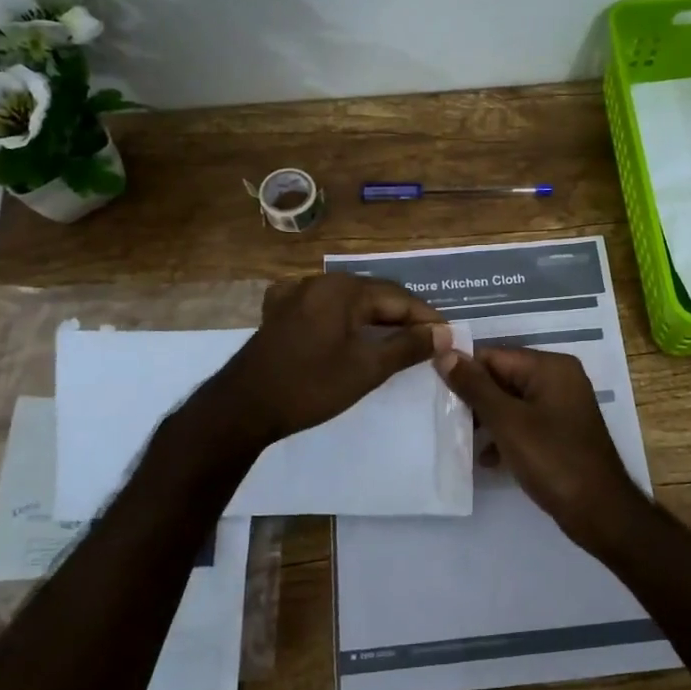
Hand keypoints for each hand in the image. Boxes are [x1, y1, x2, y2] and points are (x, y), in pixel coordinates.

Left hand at [208, 274, 449, 444]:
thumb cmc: (310, 386)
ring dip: (375, 317)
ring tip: (398, 337)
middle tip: (429, 340)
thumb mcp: (366, 368)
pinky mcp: (279, 313)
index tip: (448, 338)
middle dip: (403, 316)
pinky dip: (343, 318)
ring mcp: (294, 295)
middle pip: (374, 294)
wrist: (242, 408)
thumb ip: (407, 347)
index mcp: (343, 289)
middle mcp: (319, 282)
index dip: (427, 318)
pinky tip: (347, 328)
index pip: (399, 298)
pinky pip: (323, 307)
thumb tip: (443, 334)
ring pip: (348, 301)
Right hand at [433, 346, 646, 548]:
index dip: (464, 372)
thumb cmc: (552, 460)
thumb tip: (445, 353)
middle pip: (503, 377)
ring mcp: (562, 406)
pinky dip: (505, 436)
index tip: (435, 394)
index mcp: (550, 367)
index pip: (494, 356)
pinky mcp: (561, 432)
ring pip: (512, 403)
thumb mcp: (507, 422)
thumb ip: (474, 387)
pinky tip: (486, 459)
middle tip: (444, 419)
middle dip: (475, 398)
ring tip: (460, 439)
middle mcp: (559, 378)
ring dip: (487, 420)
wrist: (599, 511)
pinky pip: (525, 423)